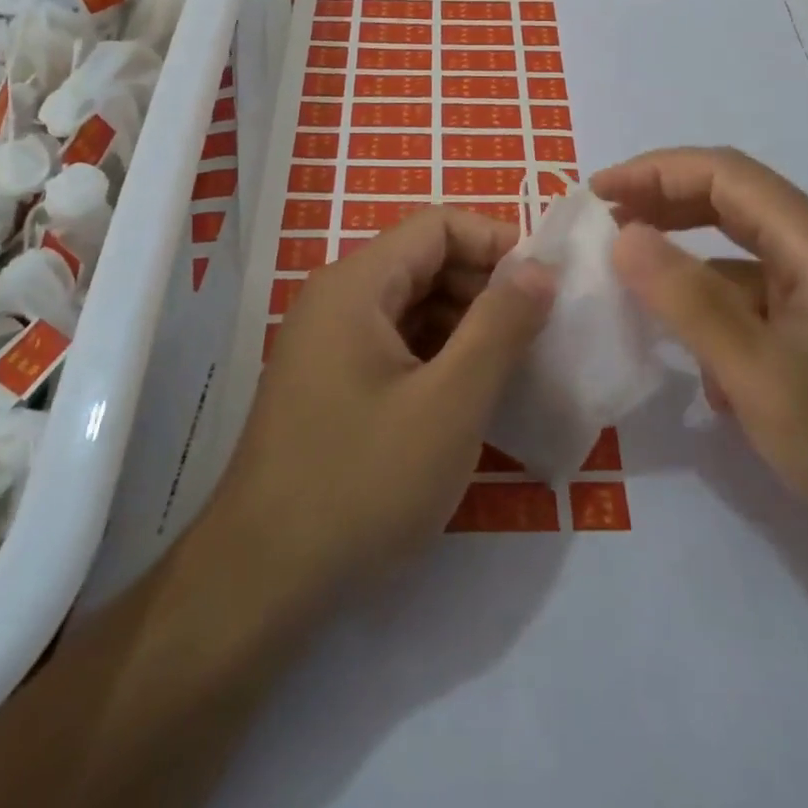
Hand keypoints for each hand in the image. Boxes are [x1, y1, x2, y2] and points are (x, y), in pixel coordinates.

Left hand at [204, 207, 553, 620]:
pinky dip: (437, 356)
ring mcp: (327, 343)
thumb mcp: (450, 404)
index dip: (496, 241)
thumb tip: (539, 267)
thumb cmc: (362, 483)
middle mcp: (336, 299)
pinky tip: (470, 396)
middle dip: (485, 286)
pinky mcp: (329, 383)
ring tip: (515, 366)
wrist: (261, 581)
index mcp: (356, 284)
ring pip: (411, 306)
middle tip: (539, 331)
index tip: (546, 283)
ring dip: (465, 324)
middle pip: (423, 262)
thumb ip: (500, 326)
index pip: (437, 225)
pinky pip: (394, 345)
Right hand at [593, 147, 807, 575]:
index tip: (597, 194)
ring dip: (685, 256)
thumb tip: (624, 235)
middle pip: (732, 200)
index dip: (654, 172)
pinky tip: (697, 361)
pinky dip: (714, 308)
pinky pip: (756, 299)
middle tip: (605, 223)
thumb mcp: (760, 375)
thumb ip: (688, 301)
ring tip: (632, 275)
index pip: (723, 173)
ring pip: (740, 252)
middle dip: (664, 202)